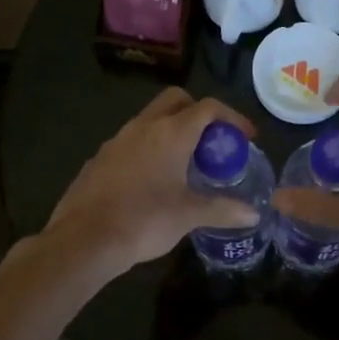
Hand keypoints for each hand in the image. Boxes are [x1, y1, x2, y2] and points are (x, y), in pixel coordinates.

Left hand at [43, 87, 261, 278]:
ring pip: (150, 119)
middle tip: (213, 142)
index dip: (232, 117)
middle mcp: (143, 126)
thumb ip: (223, 210)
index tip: (246, 138)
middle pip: (176, 100)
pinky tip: (153, 180)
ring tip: (185, 162)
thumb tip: (254, 214)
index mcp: (171, 133)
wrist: (85, 239)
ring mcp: (117, 140)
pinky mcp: (100, 158)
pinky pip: (131, 141)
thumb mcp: (189, 215)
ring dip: (172, 130)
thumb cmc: (145, 221)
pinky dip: (149, 149)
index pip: (208, 107)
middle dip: (199, 113)